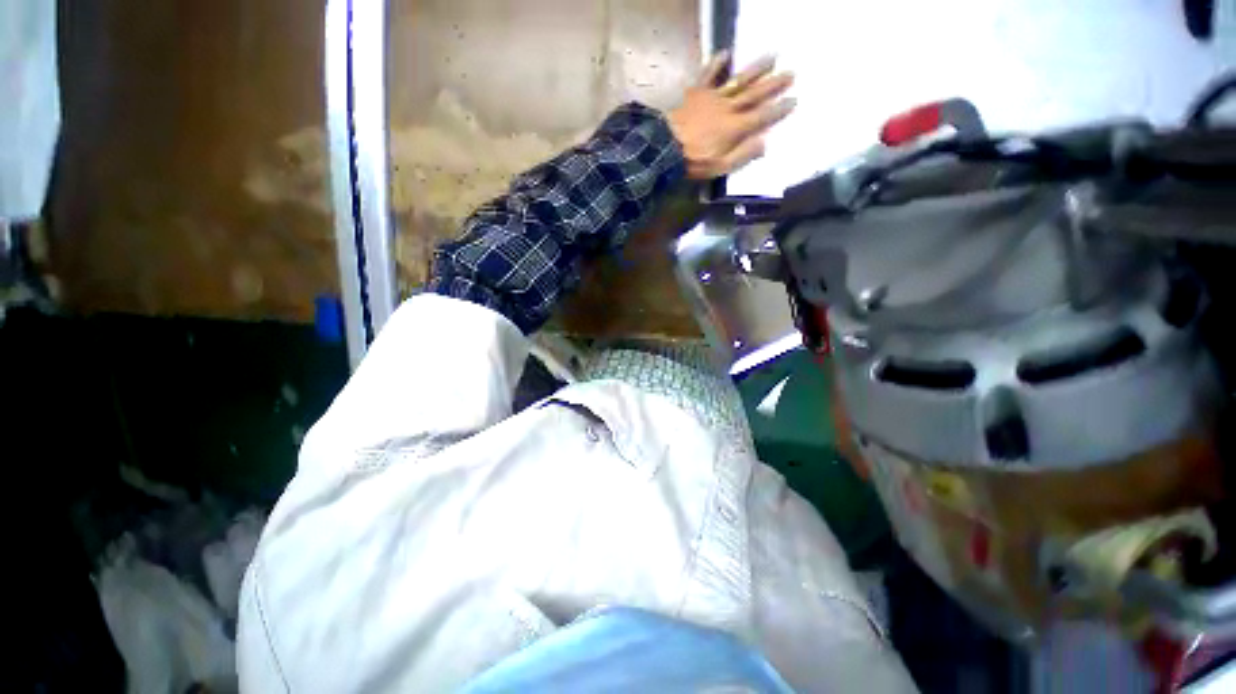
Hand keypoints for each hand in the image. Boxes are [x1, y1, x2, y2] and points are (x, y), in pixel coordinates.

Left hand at [667, 52, 795, 180]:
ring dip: (755, 69)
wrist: (666, 148)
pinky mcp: (697, 92)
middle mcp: (729, 108)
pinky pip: (708, 74)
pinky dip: (717, 63)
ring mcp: (713, 97)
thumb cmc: (694, 161)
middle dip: (774, 84)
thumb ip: (742, 155)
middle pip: (755, 94)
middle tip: (791, 73)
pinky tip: (725, 53)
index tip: (794, 100)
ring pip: (738, 80)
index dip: (779, 109)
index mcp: (736, 128)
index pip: (762, 116)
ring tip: (772, 57)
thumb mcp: (721, 166)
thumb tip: (764, 143)